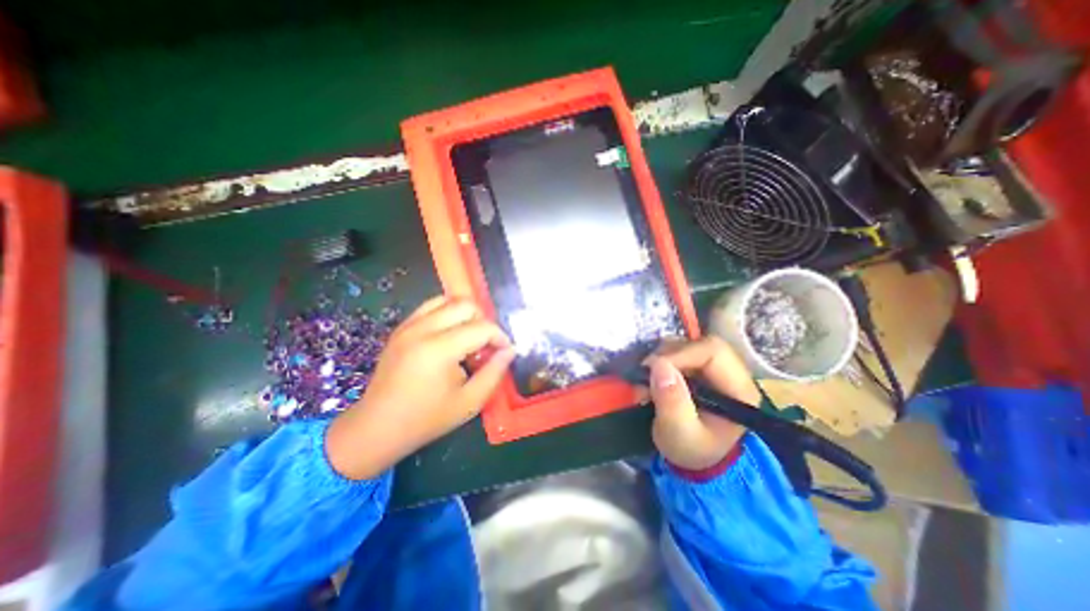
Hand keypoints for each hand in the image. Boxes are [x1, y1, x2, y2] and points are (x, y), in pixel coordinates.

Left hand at [322, 298, 516, 479]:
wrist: (376, 427)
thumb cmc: (427, 419)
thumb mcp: (470, 402)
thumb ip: (495, 372)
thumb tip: (510, 349)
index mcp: (439, 350)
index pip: (482, 327)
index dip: (500, 337)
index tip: (505, 351)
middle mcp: (422, 329)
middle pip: (465, 304)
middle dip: (483, 321)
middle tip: (486, 344)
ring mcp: (408, 325)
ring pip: (448, 299)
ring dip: (465, 314)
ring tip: (468, 337)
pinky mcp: (401, 328)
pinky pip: (430, 306)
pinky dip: (447, 314)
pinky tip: (449, 336)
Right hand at [645, 338, 759, 469]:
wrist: (694, 457)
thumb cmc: (692, 450)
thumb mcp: (679, 433)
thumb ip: (672, 402)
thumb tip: (659, 365)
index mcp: (739, 389)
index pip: (713, 351)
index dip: (681, 354)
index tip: (653, 368)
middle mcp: (732, 372)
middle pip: (699, 344)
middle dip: (668, 355)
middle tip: (646, 373)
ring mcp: (714, 368)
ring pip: (686, 345)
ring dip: (661, 358)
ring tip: (648, 381)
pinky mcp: (699, 368)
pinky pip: (678, 351)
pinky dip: (661, 361)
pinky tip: (653, 379)